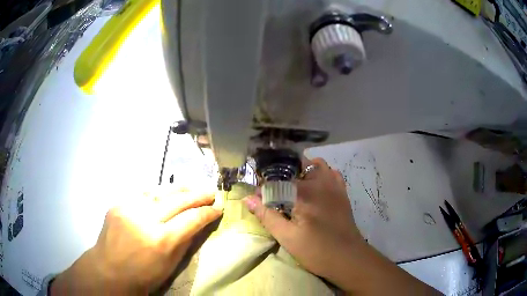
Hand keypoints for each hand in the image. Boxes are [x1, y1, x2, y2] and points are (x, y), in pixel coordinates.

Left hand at [51, 188, 221, 293]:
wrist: (109, 271)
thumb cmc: (143, 275)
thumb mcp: (170, 265)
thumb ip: (185, 241)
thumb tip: (198, 223)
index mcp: (161, 241)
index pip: (191, 219)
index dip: (207, 212)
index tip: (218, 208)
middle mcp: (145, 220)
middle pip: (177, 200)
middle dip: (197, 195)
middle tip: (210, 191)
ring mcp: (128, 209)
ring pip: (159, 192)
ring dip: (178, 190)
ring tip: (191, 188)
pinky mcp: (117, 204)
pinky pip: (142, 196)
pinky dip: (157, 195)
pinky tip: (164, 195)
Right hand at [244, 157, 362, 286]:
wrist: (348, 258)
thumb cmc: (317, 251)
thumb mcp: (287, 237)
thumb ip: (267, 216)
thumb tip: (247, 199)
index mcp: (305, 193)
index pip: (279, 177)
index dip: (265, 185)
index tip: (259, 196)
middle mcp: (321, 182)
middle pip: (297, 165)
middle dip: (283, 174)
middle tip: (275, 191)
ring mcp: (334, 186)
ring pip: (316, 165)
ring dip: (302, 171)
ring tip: (293, 188)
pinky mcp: (342, 192)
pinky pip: (331, 173)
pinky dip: (320, 174)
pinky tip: (314, 189)